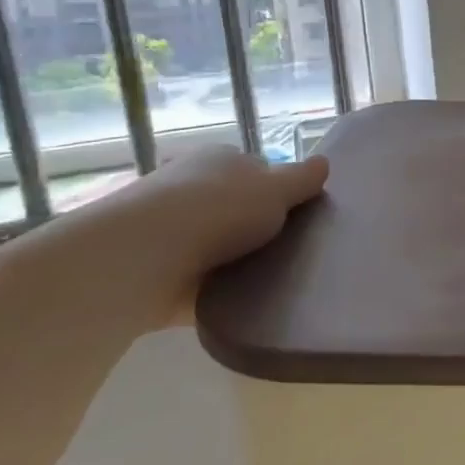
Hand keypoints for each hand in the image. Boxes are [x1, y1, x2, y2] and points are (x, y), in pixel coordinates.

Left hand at [17, 147, 330, 333]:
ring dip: (236, 261)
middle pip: (236, 208)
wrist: (141, 259)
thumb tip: (324, 164)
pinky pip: (198, 282)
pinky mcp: (154, 273)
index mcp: (218, 160)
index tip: (299, 216)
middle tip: (291, 250)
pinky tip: (243, 304)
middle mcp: (189, 188)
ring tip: (274, 281)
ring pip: (216, 246)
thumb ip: (303, 179)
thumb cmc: (218, 209)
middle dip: (258, 227)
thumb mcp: (277, 188)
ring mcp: (167, 231)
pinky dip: (216, 292)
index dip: (280, 191)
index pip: (257, 170)